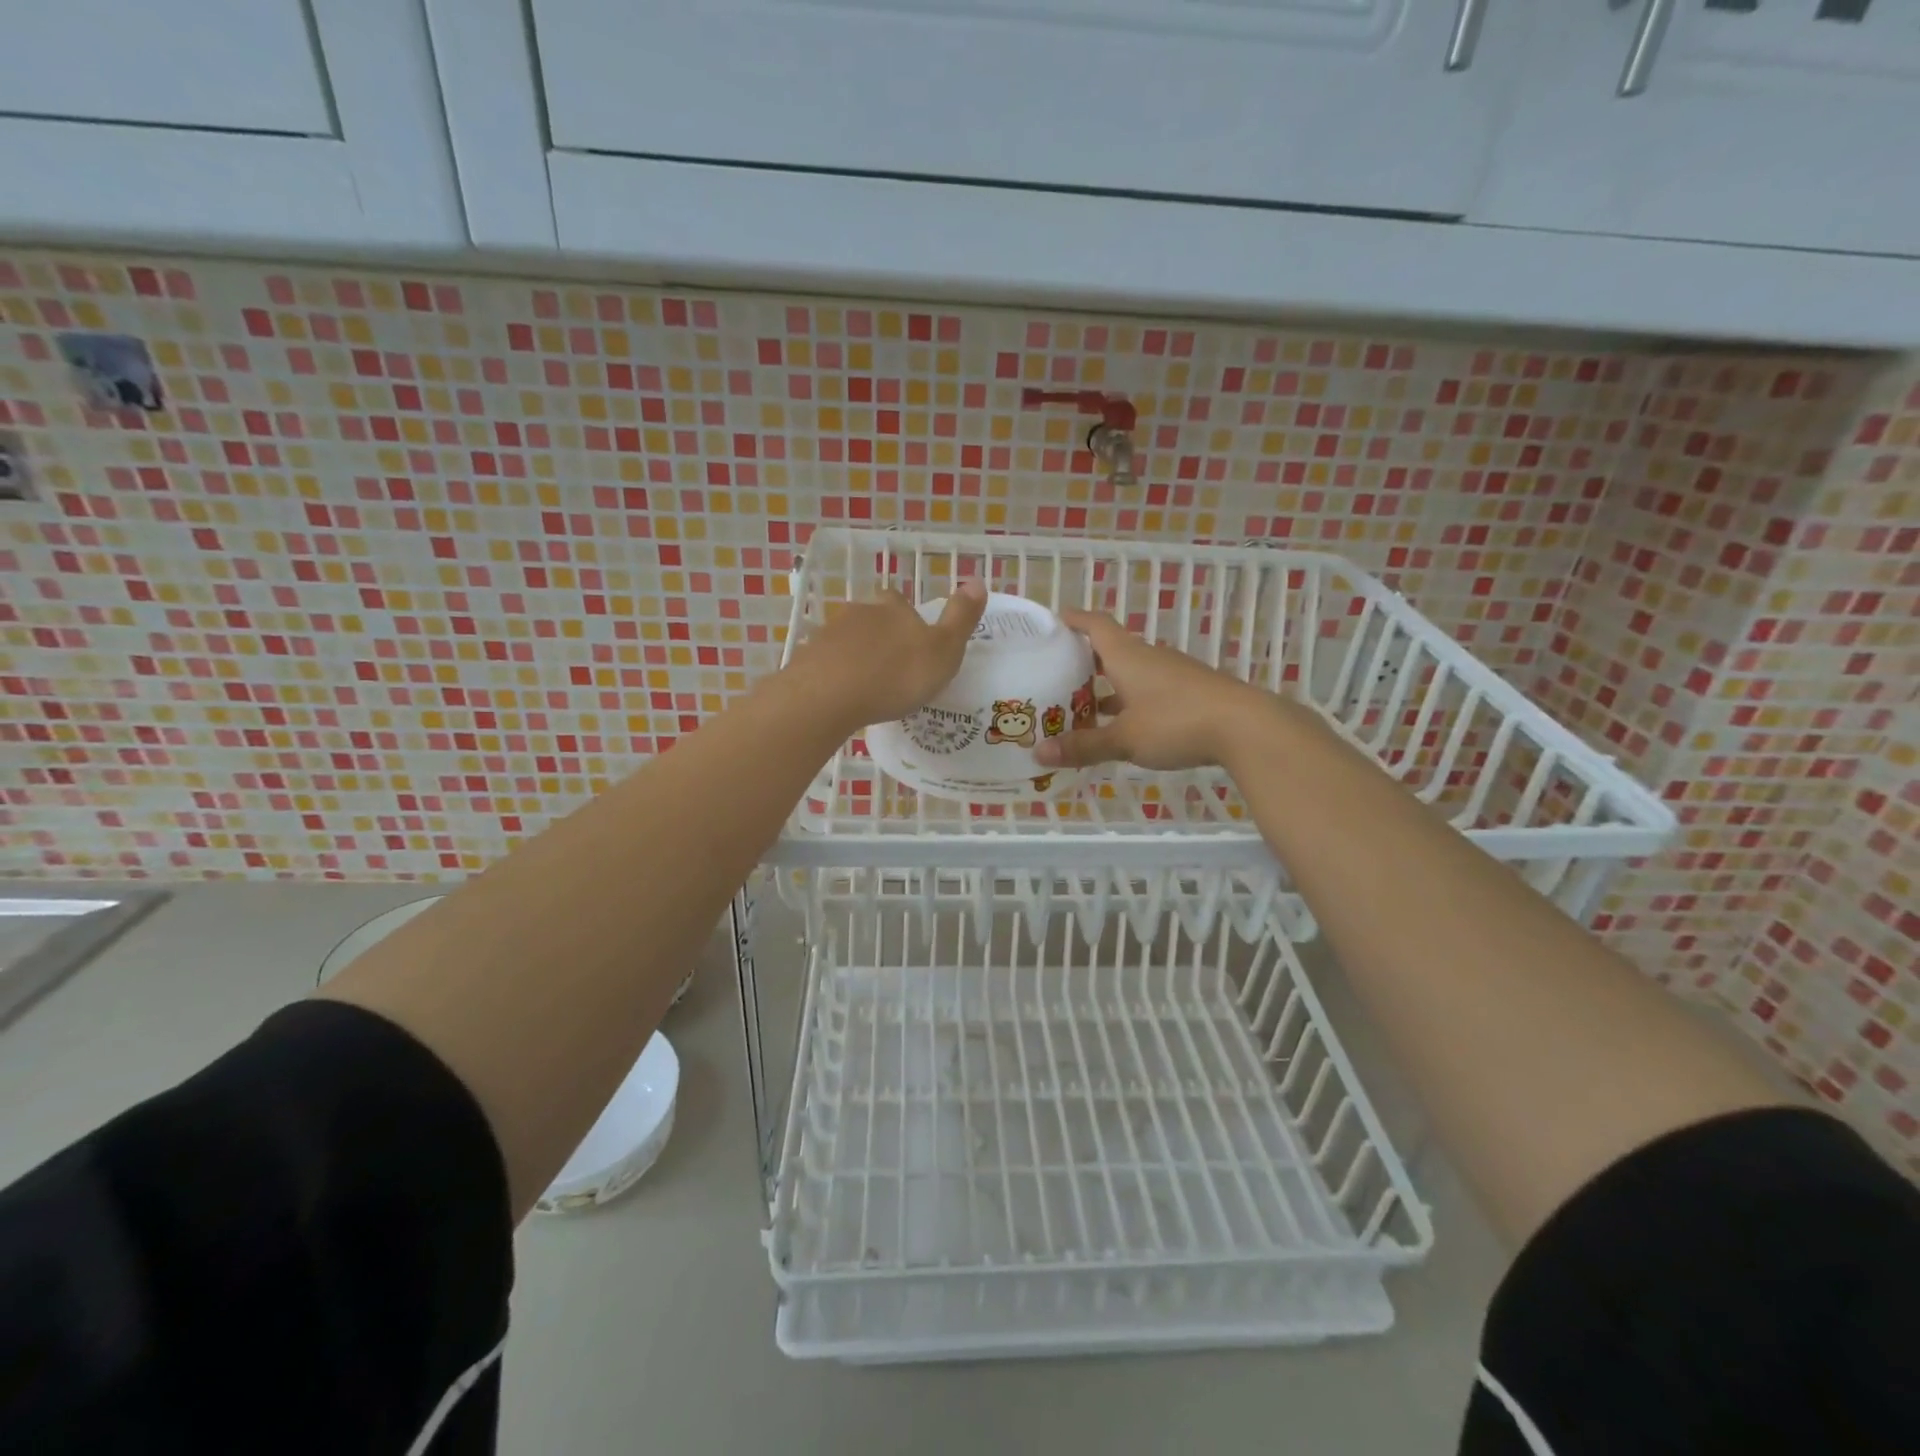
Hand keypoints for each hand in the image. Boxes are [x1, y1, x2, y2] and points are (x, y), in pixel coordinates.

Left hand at [785, 580, 987, 729]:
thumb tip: (978, 580)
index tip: (914, 641)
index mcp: (893, 608)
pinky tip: (843, 696)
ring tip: (869, 685)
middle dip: (881, 637)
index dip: (907, 618)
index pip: (900, 602)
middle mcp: (859, 612)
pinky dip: (836, 675)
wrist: (830, 695)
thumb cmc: (896, 674)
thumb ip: (961, 618)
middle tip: (892, 666)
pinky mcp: (807, 660)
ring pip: (847, 640)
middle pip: (871, 618)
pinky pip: (826, 664)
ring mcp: (828, 635)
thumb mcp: (944, 650)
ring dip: (857, 656)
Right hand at [1033, 607, 1274, 770]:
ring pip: (1131, 673)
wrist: (1246, 727)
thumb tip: (1037, 754)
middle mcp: (1148, 658)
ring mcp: (1173, 675)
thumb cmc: (1176, 722)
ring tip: (1082, 706)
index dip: (1073, 619)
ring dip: (1107, 686)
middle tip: (1057, 674)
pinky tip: (1123, 726)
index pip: (1095, 624)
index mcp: (1127, 656)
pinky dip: (1129, 703)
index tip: (1053, 621)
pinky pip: (1149, 691)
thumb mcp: (1124, 739)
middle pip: (1111, 649)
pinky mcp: (1190, 694)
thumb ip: (1083, 746)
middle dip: (1083, 660)